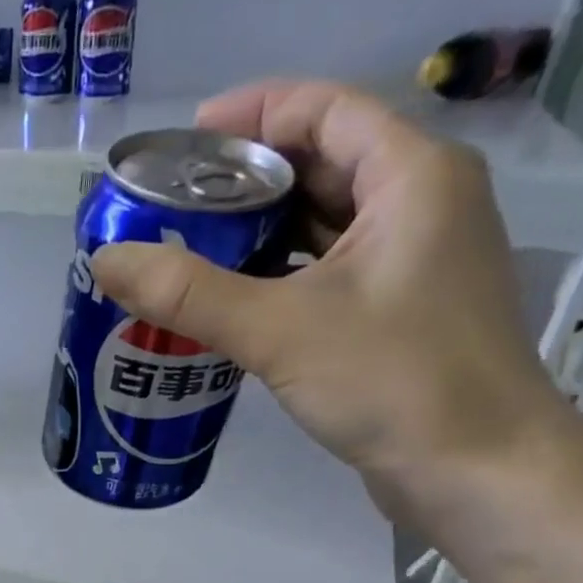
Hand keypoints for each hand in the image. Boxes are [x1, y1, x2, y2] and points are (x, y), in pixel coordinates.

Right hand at [88, 80, 582, 527]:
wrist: (478, 473)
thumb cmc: (395, 381)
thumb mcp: (279, 329)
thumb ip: (188, 293)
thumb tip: (105, 259)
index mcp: (412, 176)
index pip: (325, 109)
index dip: (252, 113)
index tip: (183, 142)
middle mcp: (421, 204)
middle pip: (320, 164)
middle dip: (243, 181)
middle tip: (170, 207)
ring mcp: (413, 262)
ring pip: (322, 225)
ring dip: (256, 234)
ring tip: (185, 253)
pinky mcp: (398, 313)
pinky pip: (326, 273)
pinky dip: (277, 277)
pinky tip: (228, 303)